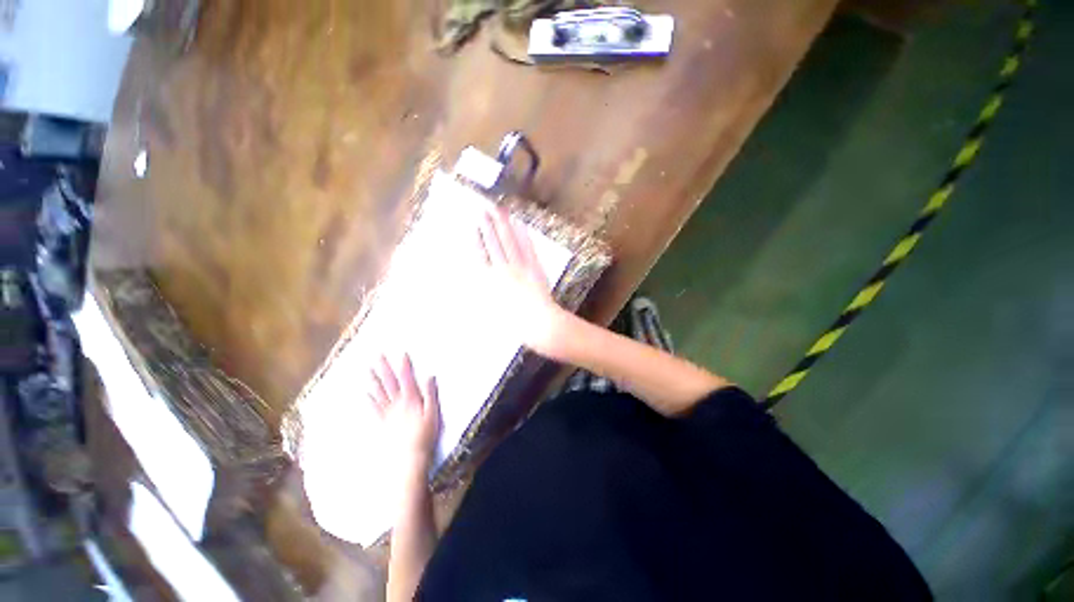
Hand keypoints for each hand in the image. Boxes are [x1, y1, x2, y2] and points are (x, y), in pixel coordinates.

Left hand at [368, 354, 440, 474]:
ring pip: (379, 393)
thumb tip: (429, 377)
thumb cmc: (424, 435)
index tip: (401, 354)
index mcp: (411, 399)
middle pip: (390, 382)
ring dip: (373, 380)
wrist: (408, 457)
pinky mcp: (381, 424)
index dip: (404, 366)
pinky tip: (365, 393)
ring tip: (368, 369)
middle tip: (378, 355)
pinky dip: (369, 400)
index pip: (407, 378)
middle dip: (384, 368)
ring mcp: (387, 413)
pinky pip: (373, 409)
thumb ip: (430, 394)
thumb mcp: (433, 413)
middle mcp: (397, 403)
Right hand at [476, 207, 567, 356]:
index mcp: (490, 281)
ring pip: (510, 240)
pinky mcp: (535, 267)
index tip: (473, 225)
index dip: (477, 238)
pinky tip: (520, 224)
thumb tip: (478, 276)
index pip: (481, 254)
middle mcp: (503, 269)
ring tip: (499, 209)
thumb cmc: (513, 324)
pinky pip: (528, 247)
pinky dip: (524, 235)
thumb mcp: (491, 312)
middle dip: (488, 224)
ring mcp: (521, 266)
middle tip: (484, 207)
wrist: (539, 324)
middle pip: (494, 242)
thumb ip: (484, 293)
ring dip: (503, 224)